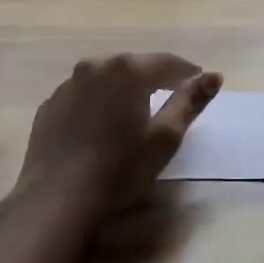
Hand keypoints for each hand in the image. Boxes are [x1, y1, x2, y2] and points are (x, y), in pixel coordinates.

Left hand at [11, 52, 221, 230]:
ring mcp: (67, 85)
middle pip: (135, 66)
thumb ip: (190, 102)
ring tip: (136, 112)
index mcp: (127, 70)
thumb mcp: (165, 138)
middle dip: (155, 78)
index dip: (187, 73)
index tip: (200, 85)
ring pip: (106, 79)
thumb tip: (214, 76)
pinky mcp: (49, 105)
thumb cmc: (120, 169)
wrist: (57, 200)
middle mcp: (95, 66)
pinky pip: (83, 95)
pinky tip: (102, 126)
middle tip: (171, 98)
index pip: (168, 62)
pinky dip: (99, 102)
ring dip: (125, 89)